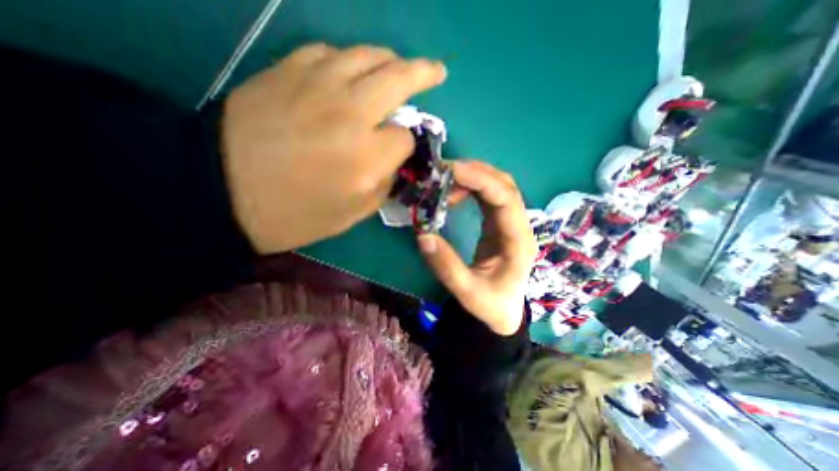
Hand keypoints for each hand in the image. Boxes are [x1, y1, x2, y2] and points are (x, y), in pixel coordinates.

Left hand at [220, 42, 445, 253]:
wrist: (222, 193)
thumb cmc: (296, 214)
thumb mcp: (353, 214)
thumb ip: (384, 185)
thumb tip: (395, 160)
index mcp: (367, 158)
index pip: (405, 137)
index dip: (407, 145)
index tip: (400, 152)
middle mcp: (350, 114)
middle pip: (398, 79)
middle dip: (424, 74)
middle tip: (436, 71)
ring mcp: (317, 85)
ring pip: (368, 56)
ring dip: (391, 61)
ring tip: (398, 67)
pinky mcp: (287, 70)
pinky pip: (330, 52)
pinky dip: (349, 60)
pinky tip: (351, 72)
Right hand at [413, 160, 533, 333]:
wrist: (503, 311)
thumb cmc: (490, 304)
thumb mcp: (467, 292)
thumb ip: (446, 266)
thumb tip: (423, 235)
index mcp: (518, 241)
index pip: (506, 199)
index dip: (481, 180)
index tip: (451, 171)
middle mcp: (519, 226)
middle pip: (504, 185)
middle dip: (475, 172)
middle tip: (442, 172)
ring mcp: (510, 222)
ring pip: (498, 186)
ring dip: (473, 177)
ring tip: (444, 180)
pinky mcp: (499, 223)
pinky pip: (489, 196)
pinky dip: (471, 187)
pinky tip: (453, 191)